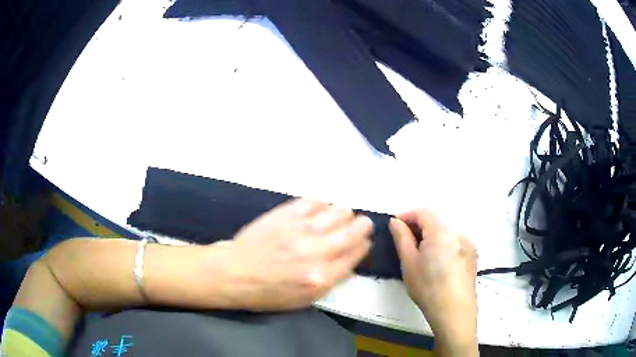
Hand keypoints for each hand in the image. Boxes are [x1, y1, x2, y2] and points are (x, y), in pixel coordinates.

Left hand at [218, 198, 372, 310]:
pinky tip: (322, 207)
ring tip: (341, 215)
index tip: (363, 242)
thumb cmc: (268, 292)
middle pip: (353, 230)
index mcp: (322, 277)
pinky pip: (314, 200)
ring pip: (338, 211)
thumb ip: (332, 280)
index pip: (356, 253)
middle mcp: (316, 252)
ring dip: (344, 213)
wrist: (235, 274)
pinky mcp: (286, 214)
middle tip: (361, 223)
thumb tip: (351, 261)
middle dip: (362, 225)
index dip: (363, 245)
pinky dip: (323, 202)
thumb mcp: (305, 299)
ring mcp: (300, 229)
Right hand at [389, 209, 477, 355]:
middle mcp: (457, 232)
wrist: (454, 311)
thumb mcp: (409, 263)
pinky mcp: (473, 255)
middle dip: (419, 228)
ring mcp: (468, 244)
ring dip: (432, 238)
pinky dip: (444, 246)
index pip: (423, 212)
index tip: (395, 227)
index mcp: (441, 231)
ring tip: (423, 257)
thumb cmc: (427, 287)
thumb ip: (401, 238)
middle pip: (435, 222)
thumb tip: (396, 221)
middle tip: (406, 245)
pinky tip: (439, 265)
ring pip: (445, 233)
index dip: (407, 215)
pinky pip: (455, 243)